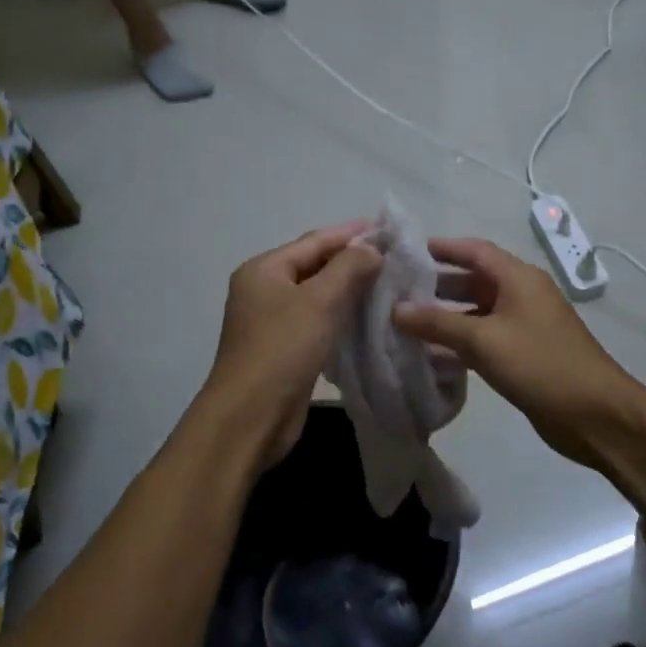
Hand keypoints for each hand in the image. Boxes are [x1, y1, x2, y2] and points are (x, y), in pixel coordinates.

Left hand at [203, 222, 382, 468]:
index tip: (388, 229)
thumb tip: (372, 248)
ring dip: (350, 289)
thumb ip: (348, 268)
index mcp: (263, 270)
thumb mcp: (318, 301)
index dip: (351, 233)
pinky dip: (342, 316)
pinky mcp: (285, 349)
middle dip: (352, 261)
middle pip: (314, 266)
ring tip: (389, 284)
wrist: (250, 417)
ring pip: (318, 296)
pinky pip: (318, 322)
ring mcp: (273, 322)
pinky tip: (369, 318)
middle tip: (394, 257)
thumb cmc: (281, 350)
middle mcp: (264, 290)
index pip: (314, 241)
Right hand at [393, 238, 645, 471]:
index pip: (475, 250)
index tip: (406, 252)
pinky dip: (460, 342)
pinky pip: (485, 339)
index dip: (442, 248)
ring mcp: (525, 326)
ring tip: (406, 322)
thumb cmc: (540, 364)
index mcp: (518, 278)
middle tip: (397, 291)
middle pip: (474, 279)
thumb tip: (395, 309)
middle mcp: (522, 295)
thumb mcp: (483, 340)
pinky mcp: (524, 355)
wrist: (594, 413)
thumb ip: (437, 323)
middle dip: (437, 284)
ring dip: (446, 316)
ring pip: (477, 312)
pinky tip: (432, 355)